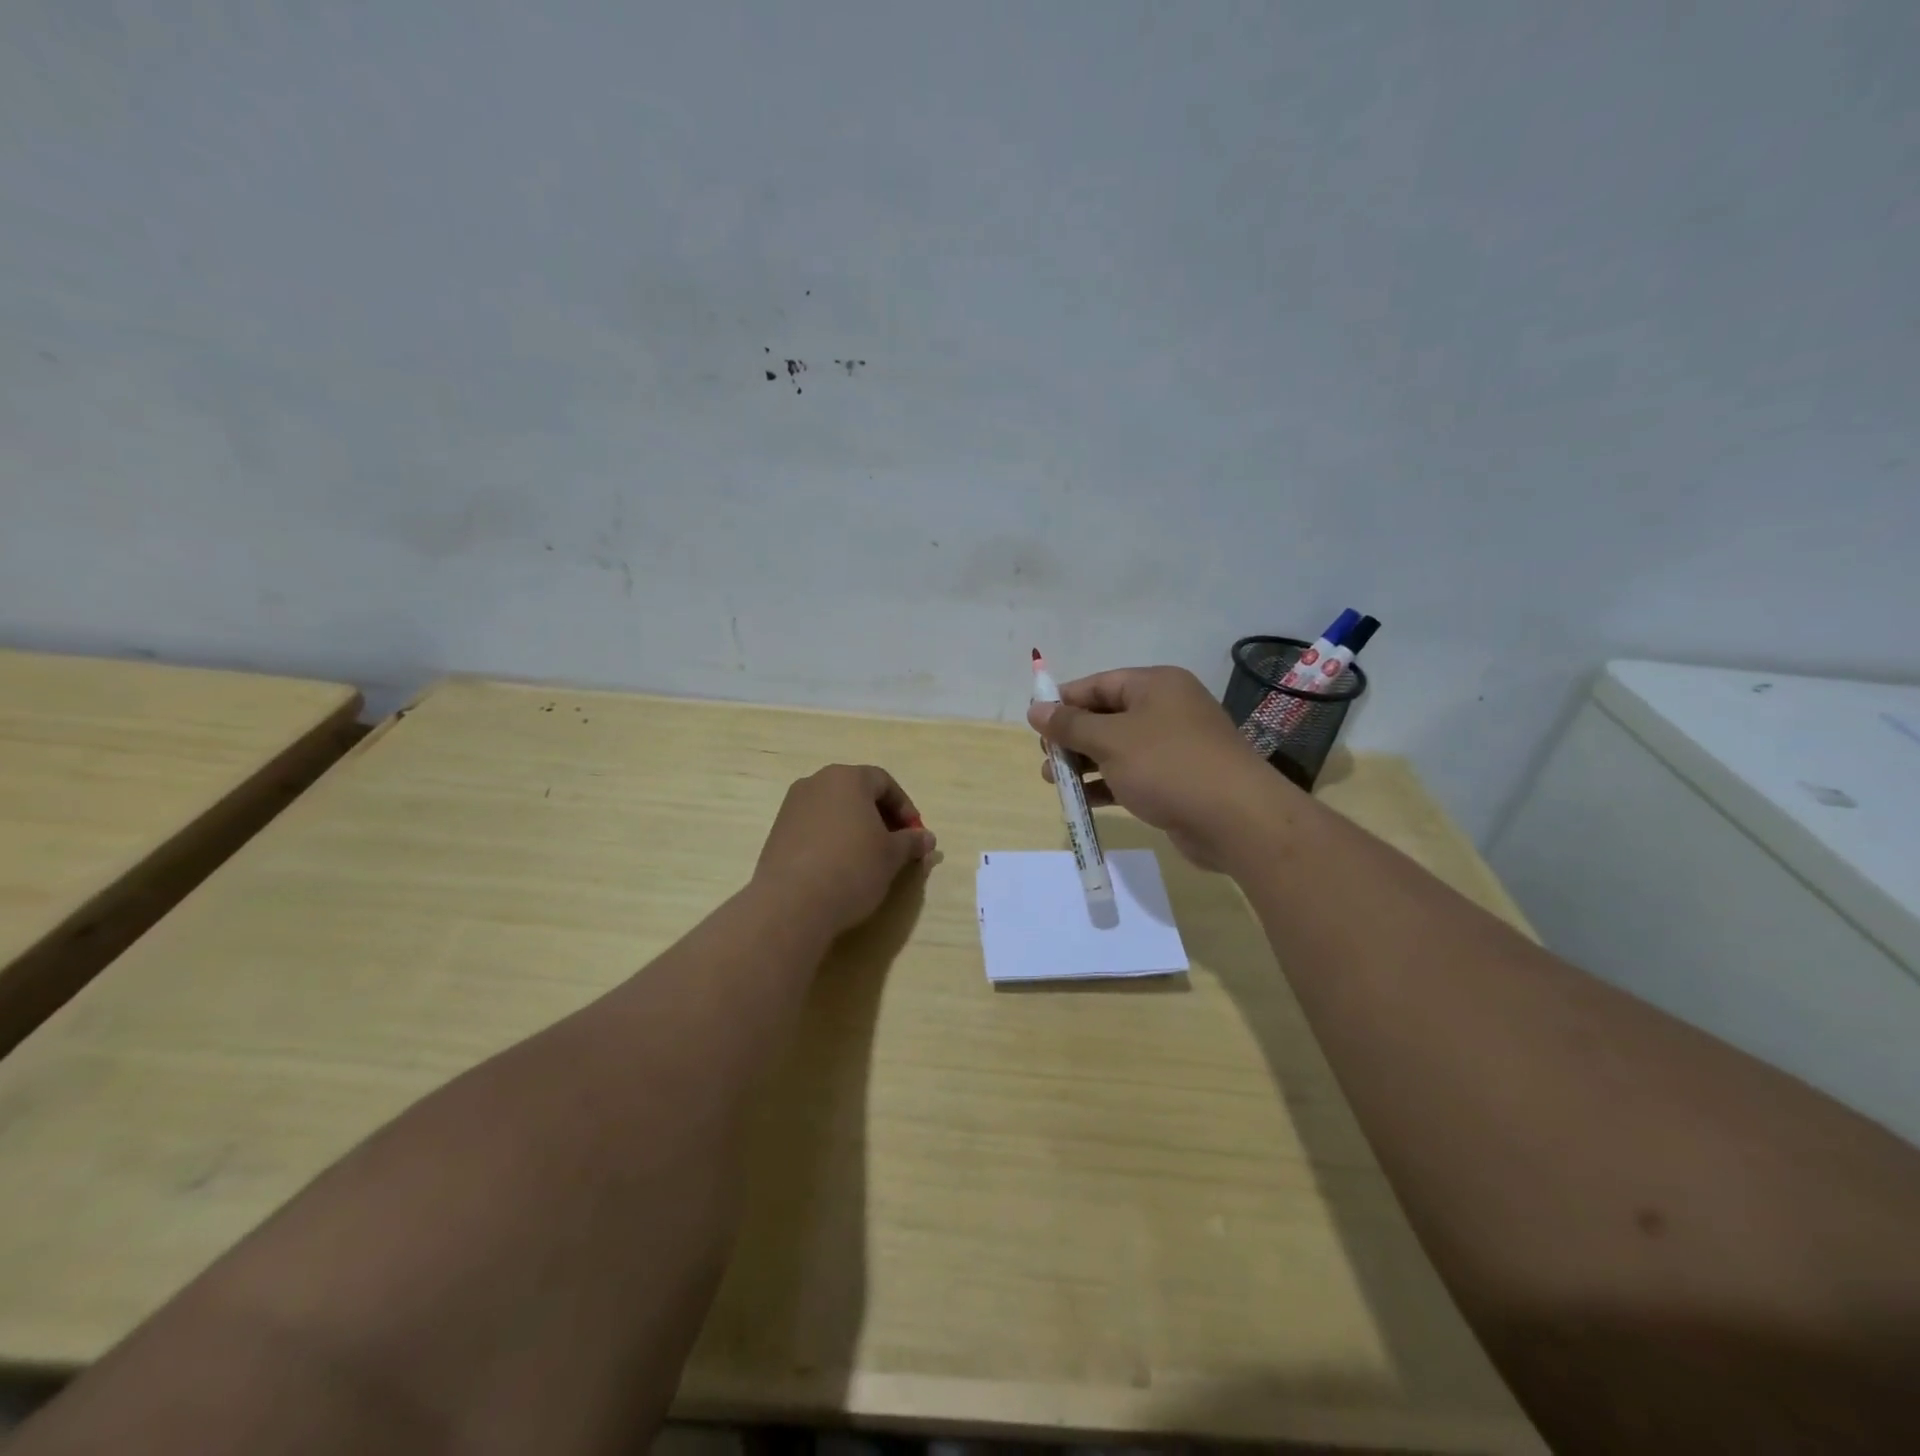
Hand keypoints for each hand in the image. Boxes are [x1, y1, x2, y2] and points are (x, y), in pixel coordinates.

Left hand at [752, 764, 936, 937]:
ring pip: (834, 811)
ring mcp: (792, 807)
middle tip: (895, 846)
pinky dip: (832, 840)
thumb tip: (927, 838)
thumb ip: (911, 842)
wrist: (792, 903)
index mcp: (847, 778)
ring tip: (869, 859)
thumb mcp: (892, 856)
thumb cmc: (852, 867)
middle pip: (857, 793)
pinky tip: (840, 868)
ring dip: (855, 829)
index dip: (905, 808)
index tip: (915, 834)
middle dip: (880, 817)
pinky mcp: (777, 833)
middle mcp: (816, 783)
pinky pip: (814, 828)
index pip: (884, 782)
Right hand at [1027, 666, 1289, 869]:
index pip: (1099, 684)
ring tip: (1053, 782)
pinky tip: (1081, 801)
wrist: (1236, 820)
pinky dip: (1106, 785)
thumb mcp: (1111, 740)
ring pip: (1116, 749)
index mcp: (1156, 686)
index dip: (1064, 701)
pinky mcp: (1176, 781)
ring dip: (1084, 764)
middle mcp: (1166, 710)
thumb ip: (1070, 725)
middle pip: (1106, 716)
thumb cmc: (1168, 766)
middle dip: (1071, 737)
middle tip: (1045, 758)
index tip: (1034, 723)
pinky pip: (1131, 775)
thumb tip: (1035, 709)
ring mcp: (1173, 747)